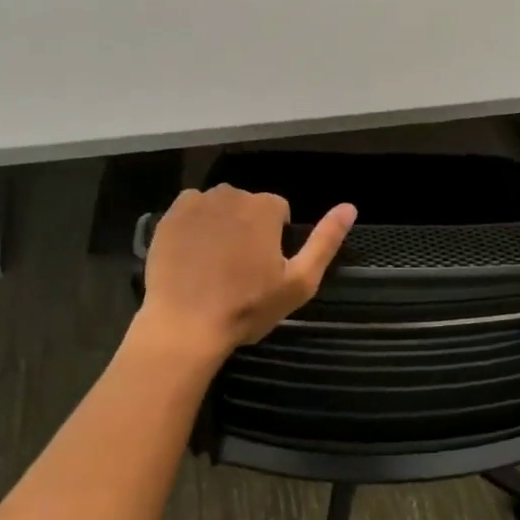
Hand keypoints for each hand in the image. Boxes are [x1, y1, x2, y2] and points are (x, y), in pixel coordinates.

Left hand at [137, 186, 356, 359]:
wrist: (185, 326)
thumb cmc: (247, 307)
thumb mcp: (299, 282)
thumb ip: (325, 241)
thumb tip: (350, 207)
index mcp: (265, 207)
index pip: (279, 211)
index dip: (275, 239)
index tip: (265, 268)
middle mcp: (231, 194)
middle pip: (248, 205)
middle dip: (248, 228)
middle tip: (239, 269)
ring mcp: (196, 203)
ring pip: (219, 207)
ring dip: (221, 225)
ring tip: (214, 264)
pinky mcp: (168, 216)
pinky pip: (190, 210)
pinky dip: (194, 226)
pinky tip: (192, 256)